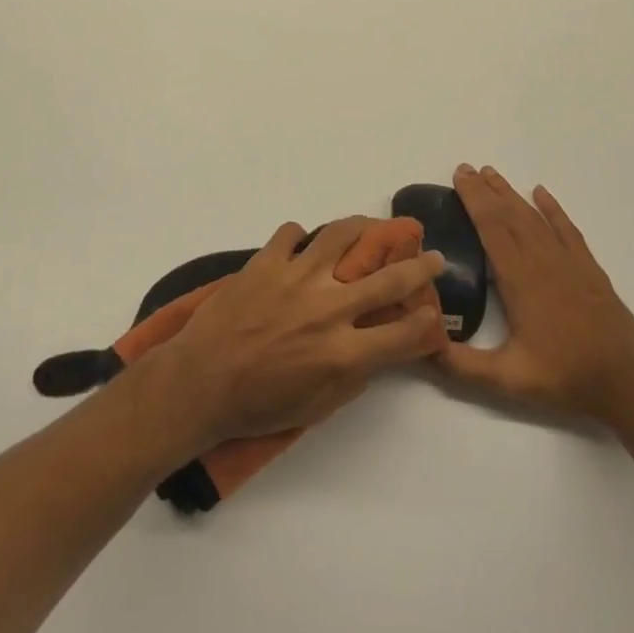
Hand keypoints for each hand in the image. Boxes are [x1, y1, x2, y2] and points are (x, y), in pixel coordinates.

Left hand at [154, 216, 448, 445]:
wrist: (200, 383)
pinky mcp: (266, 261)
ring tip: (370, 227)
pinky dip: (300, 237)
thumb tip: (380, 348)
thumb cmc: (260, 405)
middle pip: (388, 278)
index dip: (426, 322)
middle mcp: (328, 308)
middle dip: (420, 266)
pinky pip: (291, 233)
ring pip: (341, 235)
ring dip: (363, 228)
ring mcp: (296, 278)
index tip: (432, 311)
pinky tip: (301, 247)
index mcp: (344, 352)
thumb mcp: (318, 405)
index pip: (403, 332)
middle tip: (431, 256)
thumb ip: (355, 374)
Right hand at [437, 165, 633, 423]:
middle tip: (466, 168)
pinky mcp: (589, 269)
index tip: (459, 177)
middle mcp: (542, 261)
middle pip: (510, 215)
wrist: (627, 384)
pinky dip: (553, 209)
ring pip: (535, 218)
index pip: (492, 228)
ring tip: (492, 174)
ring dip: (512, 194)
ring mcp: (569, 262)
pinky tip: (541, 193)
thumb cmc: (564, 377)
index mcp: (520, 280)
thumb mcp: (507, 378)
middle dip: (486, 190)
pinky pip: (567, 229)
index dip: (474, 200)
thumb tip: (424, 347)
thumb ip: (462, 364)